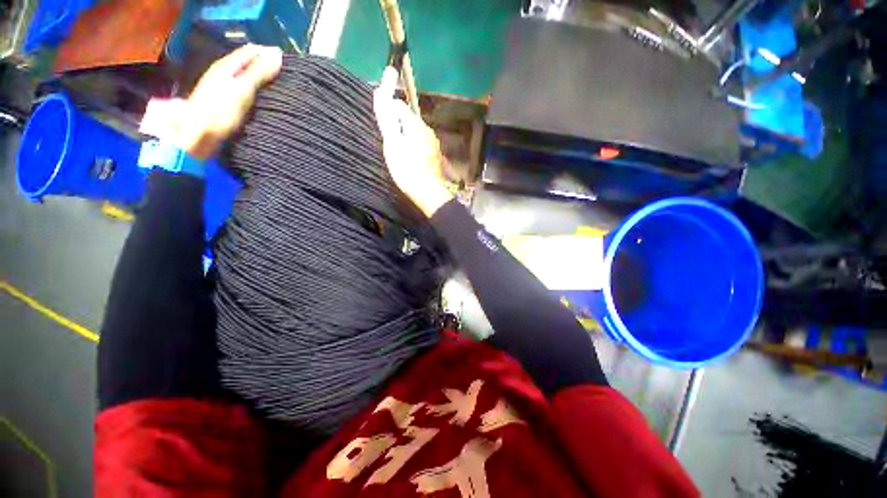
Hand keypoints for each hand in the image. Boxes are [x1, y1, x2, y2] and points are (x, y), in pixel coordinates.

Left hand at [172, 44, 282, 160]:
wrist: (196, 137)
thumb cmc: (219, 112)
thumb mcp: (242, 90)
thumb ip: (258, 72)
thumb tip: (278, 54)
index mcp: (226, 66)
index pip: (251, 50)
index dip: (268, 53)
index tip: (288, 62)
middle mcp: (223, 72)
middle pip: (248, 63)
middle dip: (266, 65)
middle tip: (287, 75)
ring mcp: (222, 88)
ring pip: (246, 76)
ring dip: (262, 79)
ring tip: (280, 87)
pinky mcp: (224, 102)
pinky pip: (244, 89)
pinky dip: (256, 90)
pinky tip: (265, 99)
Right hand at [373, 67, 452, 216]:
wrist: (427, 192)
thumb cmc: (406, 168)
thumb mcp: (392, 142)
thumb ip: (387, 116)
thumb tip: (383, 88)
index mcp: (416, 124)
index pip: (399, 106)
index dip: (388, 112)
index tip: (383, 127)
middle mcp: (428, 130)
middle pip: (409, 120)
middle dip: (398, 126)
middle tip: (389, 144)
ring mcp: (434, 144)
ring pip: (416, 133)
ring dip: (406, 138)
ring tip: (399, 154)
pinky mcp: (436, 156)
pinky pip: (422, 145)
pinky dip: (414, 148)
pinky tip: (411, 161)